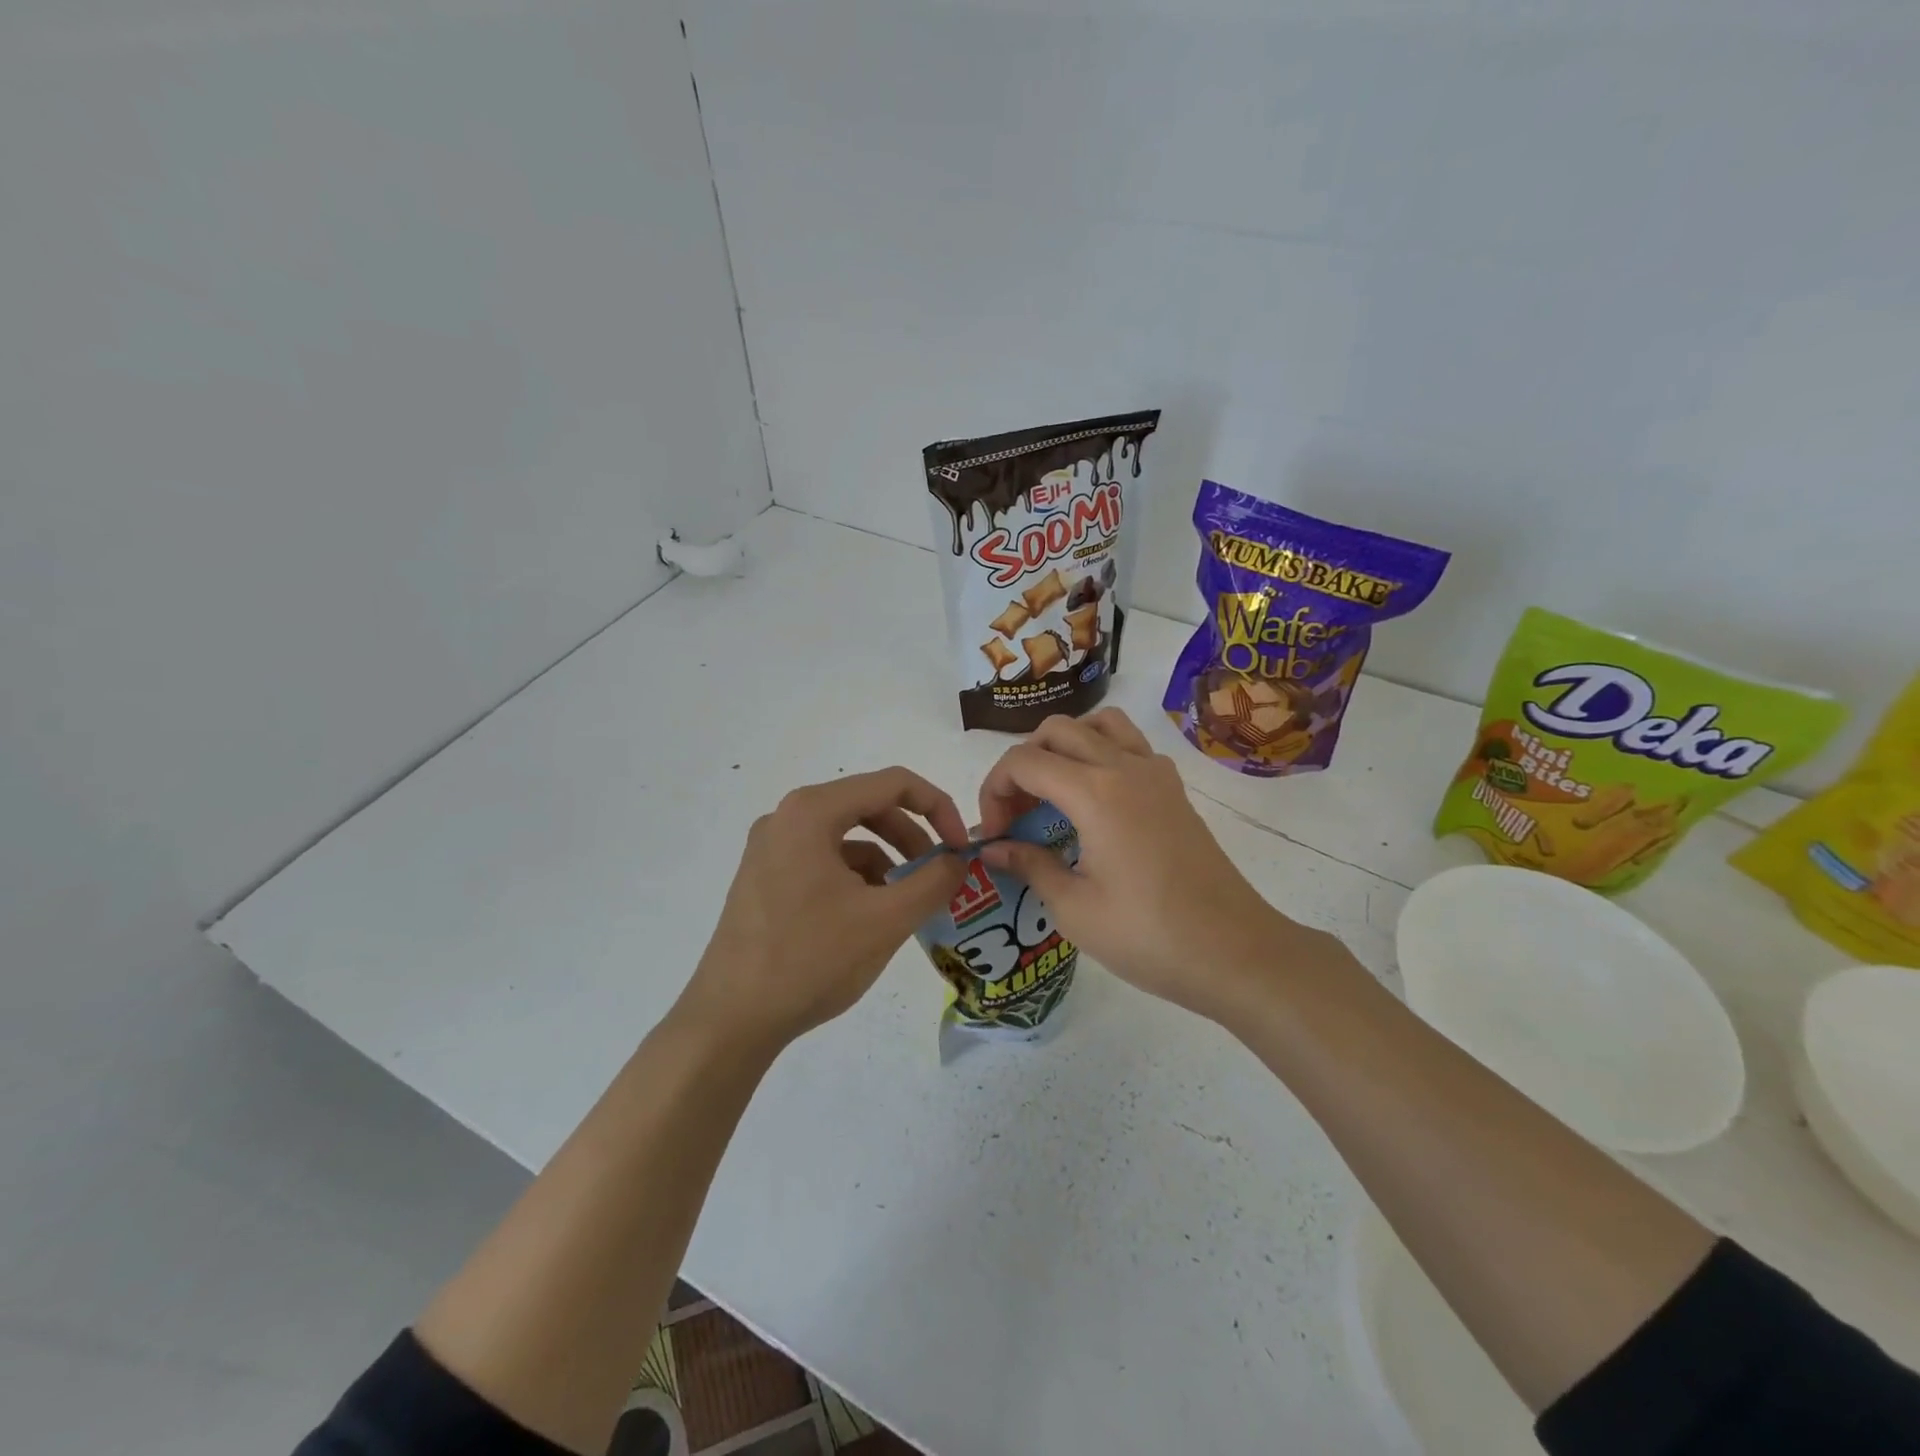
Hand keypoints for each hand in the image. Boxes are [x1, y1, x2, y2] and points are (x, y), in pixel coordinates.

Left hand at [679, 768, 970, 1047]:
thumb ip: (934, 881)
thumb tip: (959, 861)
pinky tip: (871, 917)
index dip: (938, 808)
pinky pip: (824, 861)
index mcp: (811, 811)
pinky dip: (857, 879)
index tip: (961, 848)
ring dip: (887, 861)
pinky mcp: (765, 878)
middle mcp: (786, 818)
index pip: (893, 784)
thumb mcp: (886, 919)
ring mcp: (771, 848)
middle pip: (868, 806)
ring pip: (847, 837)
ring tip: (908, 902)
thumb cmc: (810, 959)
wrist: (730, 1020)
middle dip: (913, 838)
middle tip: (941, 875)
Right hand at [976, 709, 1332, 1020]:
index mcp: (1095, 792)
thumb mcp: (1075, 909)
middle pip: (1057, 730)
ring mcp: (1156, 773)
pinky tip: (1096, 802)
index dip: (994, 790)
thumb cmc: (1149, 935)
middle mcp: (1125, 766)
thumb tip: (994, 850)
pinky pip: (1129, 745)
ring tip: (1054, 793)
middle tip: (1018, 815)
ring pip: (1098, 725)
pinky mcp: (1174, 789)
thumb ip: (1030, 866)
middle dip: (1023, 765)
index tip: (995, 835)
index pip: (1023, 761)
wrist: (1235, 952)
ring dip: (1065, 746)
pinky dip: (1100, 754)